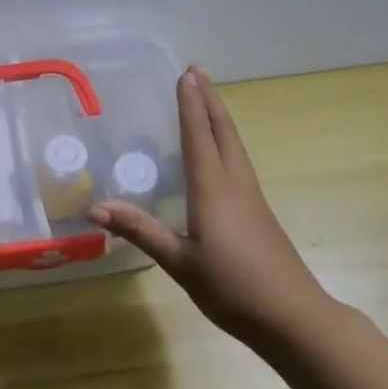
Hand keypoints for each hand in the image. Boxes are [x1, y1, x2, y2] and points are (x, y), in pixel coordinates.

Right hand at [89, 67, 335, 348]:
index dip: (190, 105)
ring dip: (219, 118)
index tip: (185, 74)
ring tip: (207, 100)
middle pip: (223, 132)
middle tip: (197, 72)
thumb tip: (94, 207)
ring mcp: (251, 198)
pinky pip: (238, 164)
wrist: (292, 316)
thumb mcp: (179, 262)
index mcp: (214, 189)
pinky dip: (225, 143)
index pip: (199, 136)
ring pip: (235, 146)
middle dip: (210, 100)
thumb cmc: (232, 287)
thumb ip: (140, 230)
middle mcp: (235, 184)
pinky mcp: (258, 213)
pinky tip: (220, 154)